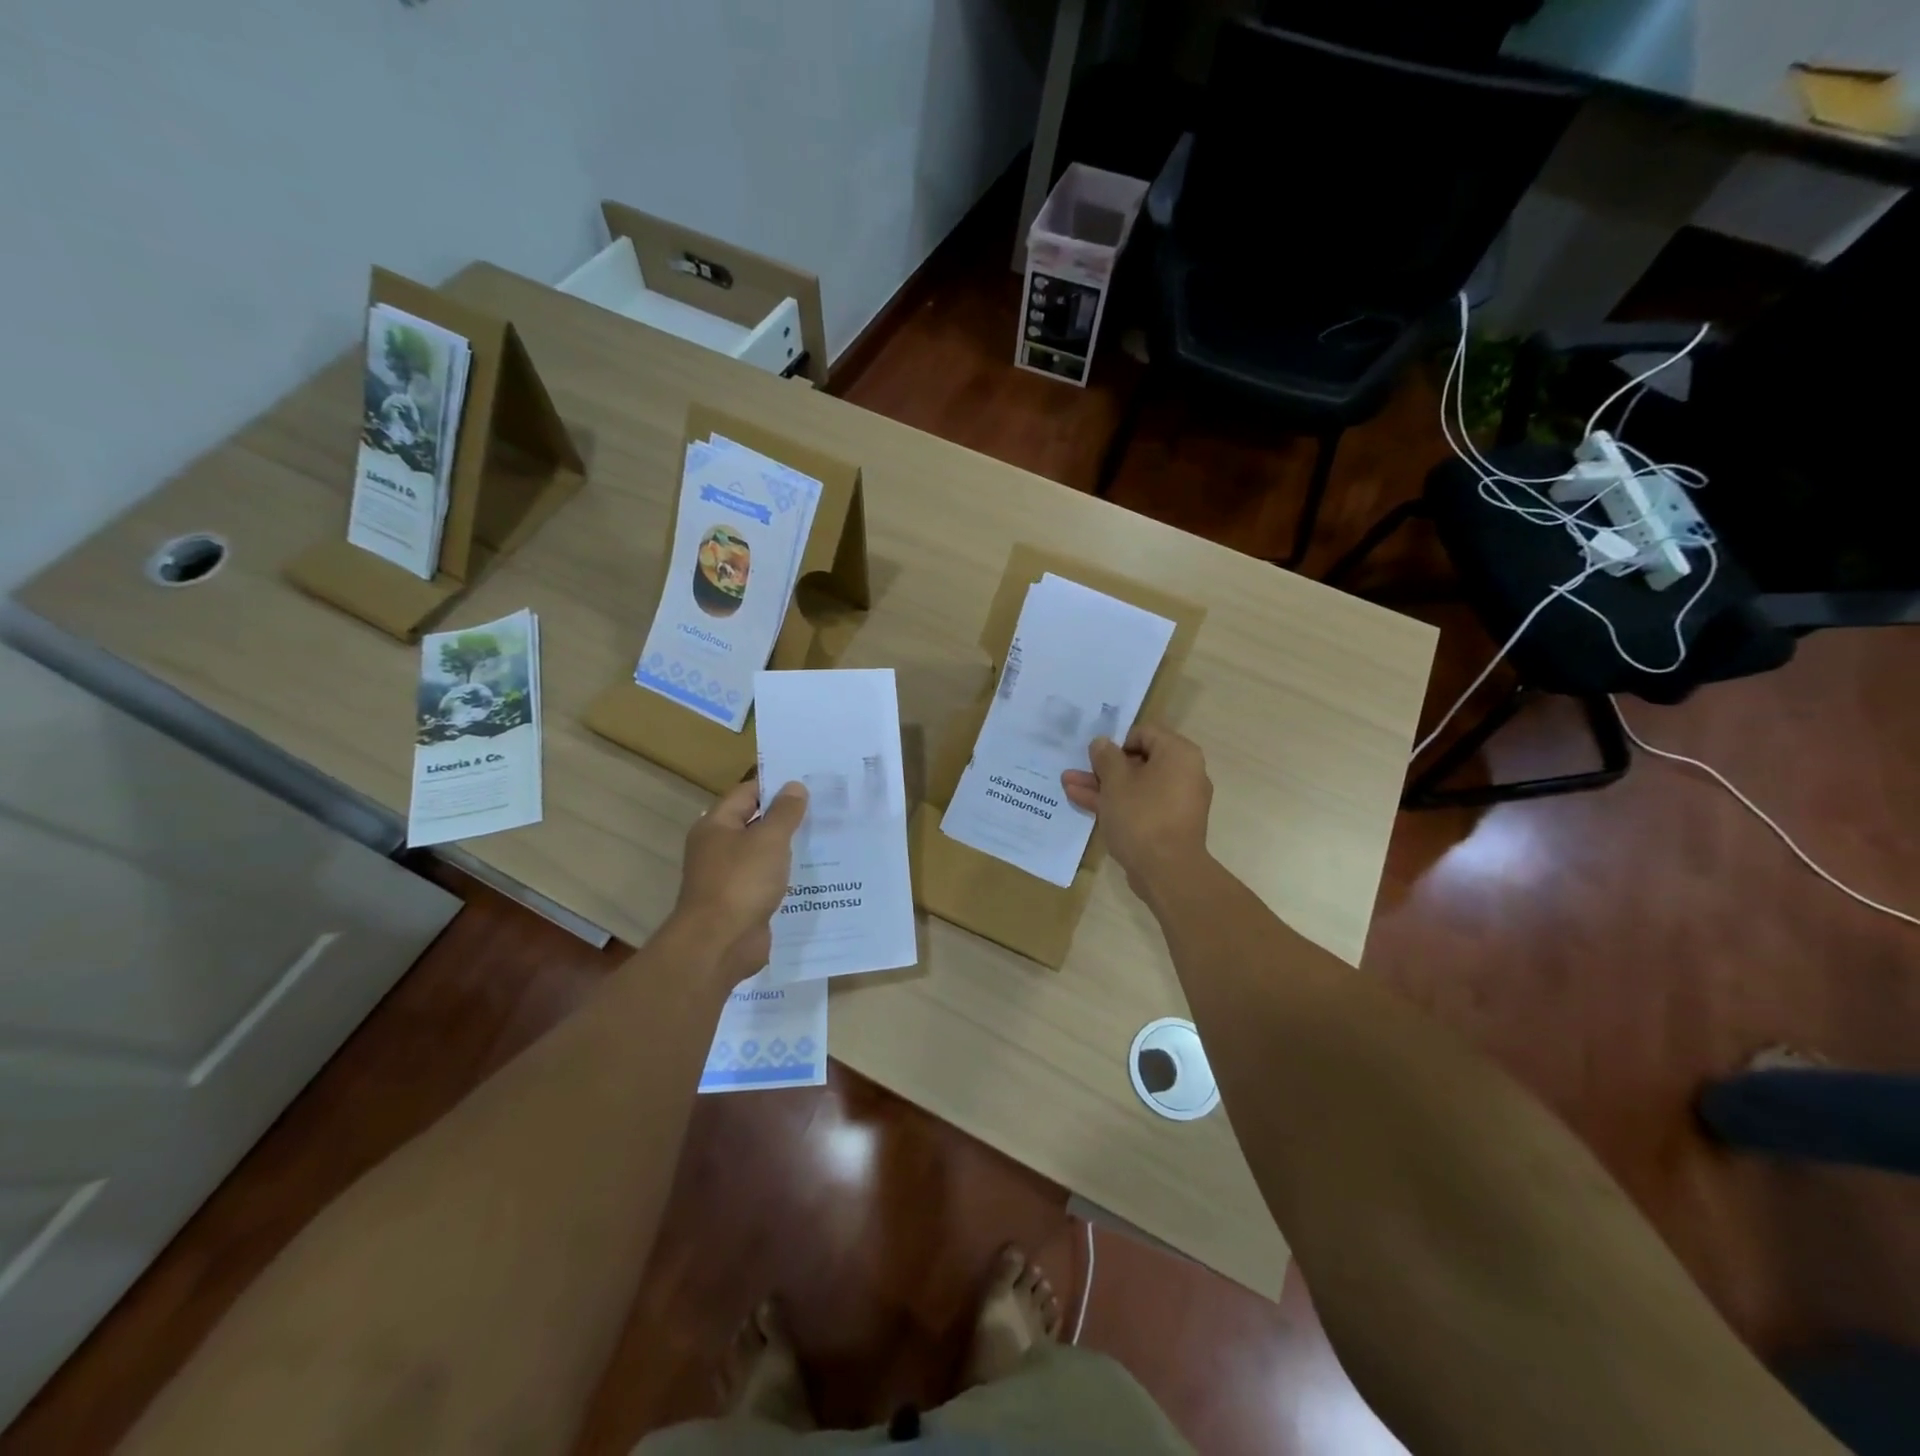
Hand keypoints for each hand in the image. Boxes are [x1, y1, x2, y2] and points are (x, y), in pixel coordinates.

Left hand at [671, 776, 807, 984]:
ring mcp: (730, 877)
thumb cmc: (742, 882)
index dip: (776, 785)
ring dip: (790, 849)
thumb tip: (794, 786)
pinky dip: (787, 877)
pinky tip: (816, 875)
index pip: (747, 793)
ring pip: (764, 855)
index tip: (809, 783)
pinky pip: (768, 882)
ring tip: (828, 839)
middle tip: (825, 809)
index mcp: (717, 825)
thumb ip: (784, 812)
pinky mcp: (743, 903)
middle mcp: (719, 848)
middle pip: (756, 823)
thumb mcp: (769, 840)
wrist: (720, 944)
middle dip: (788, 817)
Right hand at [1061, 724, 1211, 901]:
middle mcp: (1184, 773)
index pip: (1145, 733)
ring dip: (1103, 786)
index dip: (1116, 741)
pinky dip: (1116, 803)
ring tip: (1068, 785)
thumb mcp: (1116, 781)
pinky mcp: (1168, 824)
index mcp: (1178, 754)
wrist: (1167, 871)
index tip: (1094, 755)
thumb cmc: (1142, 815)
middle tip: (1076, 770)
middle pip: (1138, 761)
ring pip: (1135, 786)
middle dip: (1103, 767)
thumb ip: (1106, 757)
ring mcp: (1177, 801)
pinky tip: (1083, 802)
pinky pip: (1140, 805)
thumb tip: (1102, 743)